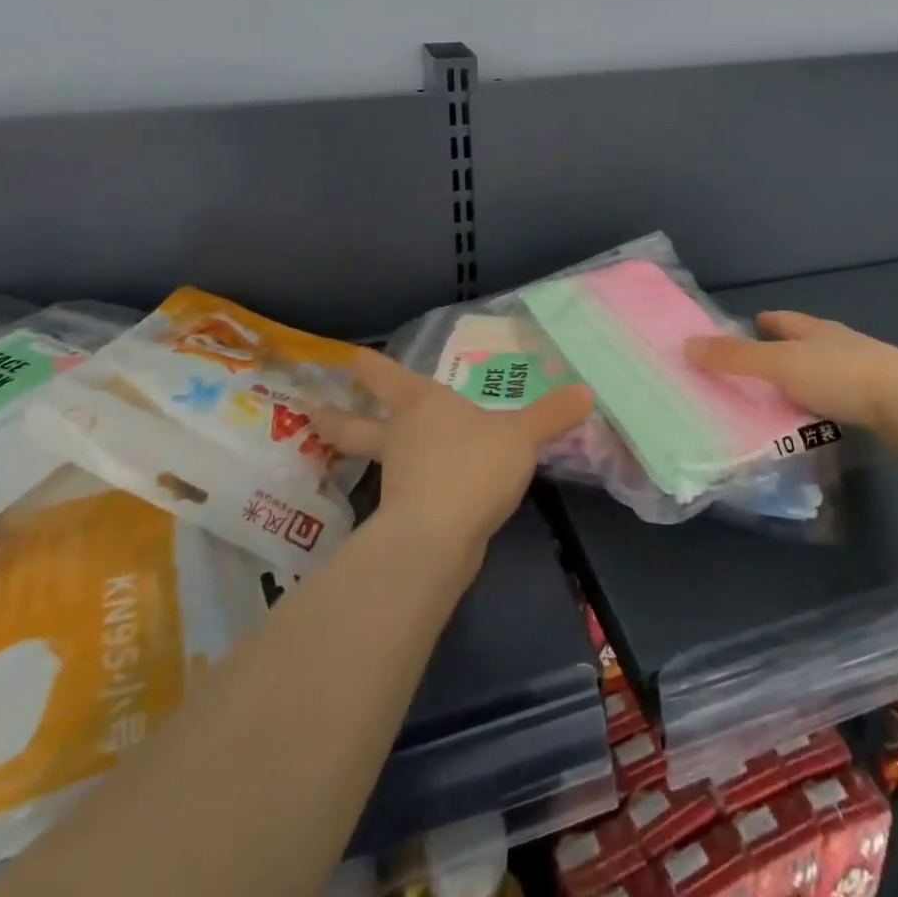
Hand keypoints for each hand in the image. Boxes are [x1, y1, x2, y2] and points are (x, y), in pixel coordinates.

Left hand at [312, 349, 592, 564]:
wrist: (439, 539)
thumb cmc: (472, 466)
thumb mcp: (521, 435)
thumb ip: (552, 414)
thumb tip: (587, 392)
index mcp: (420, 405)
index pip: (387, 377)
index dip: (371, 367)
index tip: (349, 358)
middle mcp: (401, 437)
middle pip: (356, 426)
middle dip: (335, 418)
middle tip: (310, 410)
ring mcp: (397, 479)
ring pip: (376, 461)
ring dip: (362, 454)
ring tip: (365, 453)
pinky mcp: (405, 517)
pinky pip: (405, 493)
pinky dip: (407, 489)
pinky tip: (425, 492)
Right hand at [685, 310, 897, 445]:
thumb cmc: (842, 377)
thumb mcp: (781, 365)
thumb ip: (735, 358)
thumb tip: (686, 344)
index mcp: (818, 330)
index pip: (788, 319)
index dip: (770, 320)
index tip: (754, 321)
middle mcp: (843, 344)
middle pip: (810, 341)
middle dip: (788, 346)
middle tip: (763, 360)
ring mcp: (867, 371)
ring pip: (829, 369)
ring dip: (809, 377)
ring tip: (787, 392)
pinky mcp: (884, 400)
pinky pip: (845, 396)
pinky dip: (829, 402)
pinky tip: (822, 416)